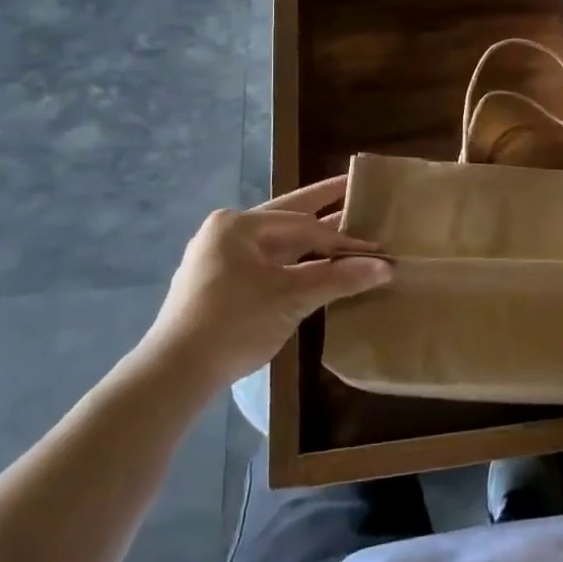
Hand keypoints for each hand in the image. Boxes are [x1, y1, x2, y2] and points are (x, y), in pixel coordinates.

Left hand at [142, 176, 391, 390]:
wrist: (174, 374)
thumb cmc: (234, 323)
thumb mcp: (291, 299)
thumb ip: (339, 278)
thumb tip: (387, 266)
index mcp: (239, 225)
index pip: (304, 225)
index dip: (342, 238)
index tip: (375, 248)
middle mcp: (227, 232)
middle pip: (288, 216)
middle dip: (323, 205)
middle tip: (355, 187)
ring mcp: (219, 258)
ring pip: (276, 242)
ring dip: (310, 241)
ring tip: (344, 227)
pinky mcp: (218, 283)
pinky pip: (265, 262)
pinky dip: (293, 263)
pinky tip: (315, 265)